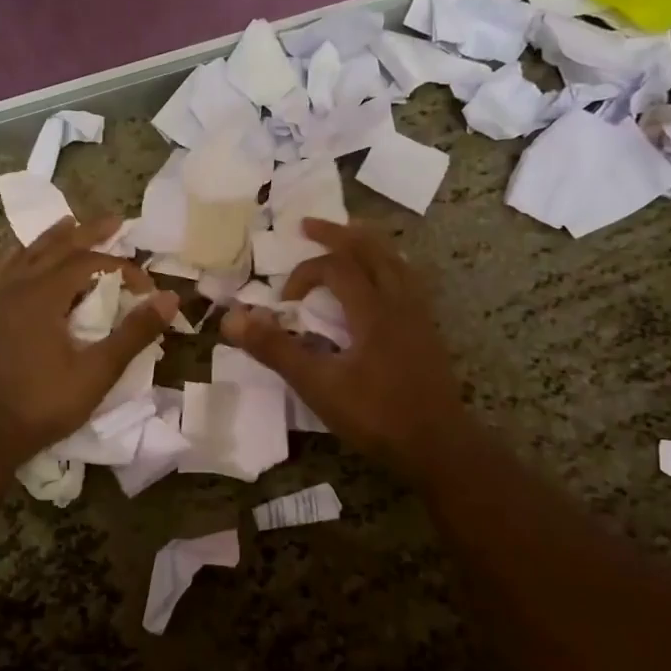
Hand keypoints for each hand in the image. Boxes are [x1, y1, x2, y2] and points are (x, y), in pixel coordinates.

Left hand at [0, 216, 177, 462]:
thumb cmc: (44, 403)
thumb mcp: (98, 371)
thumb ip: (134, 333)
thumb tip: (169, 299)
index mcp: (43, 296)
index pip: (88, 264)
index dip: (121, 268)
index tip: (146, 288)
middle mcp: (17, 288)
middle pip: (56, 248)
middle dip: (87, 233)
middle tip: (114, 220)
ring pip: (26, 256)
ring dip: (53, 239)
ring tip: (69, 223)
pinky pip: (5, 273)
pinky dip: (21, 259)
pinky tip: (22, 261)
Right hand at [221, 219, 462, 480]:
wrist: (438, 446)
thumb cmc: (376, 415)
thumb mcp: (317, 385)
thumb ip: (275, 350)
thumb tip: (231, 319)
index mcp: (373, 309)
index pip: (336, 267)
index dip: (304, 274)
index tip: (284, 301)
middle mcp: (400, 301)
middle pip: (371, 249)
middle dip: (337, 233)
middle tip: (308, 224)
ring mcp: (419, 315)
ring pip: (395, 261)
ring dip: (367, 243)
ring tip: (349, 235)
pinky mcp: (429, 331)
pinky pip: (408, 279)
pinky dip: (388, 265)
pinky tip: (382, 281)